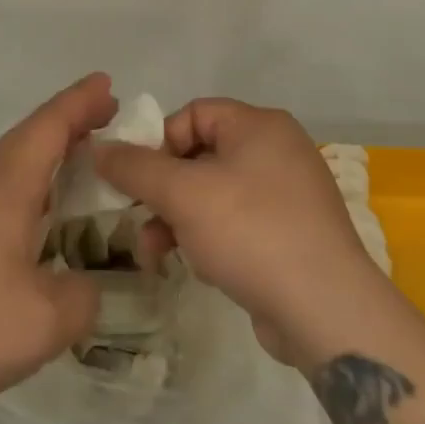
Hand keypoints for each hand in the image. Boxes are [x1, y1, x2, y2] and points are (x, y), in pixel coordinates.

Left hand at [0, 75, 112, 423]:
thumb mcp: (43, 321)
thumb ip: (82, 297)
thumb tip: (86, 286)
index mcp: (6, 187)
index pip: (49, 126)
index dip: (81, 101)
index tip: (109, 82)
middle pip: (29, 137)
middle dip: (69, 120)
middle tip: (107, 113)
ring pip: (12, 164)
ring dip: (48, 152)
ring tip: (82, 158)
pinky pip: (0, 192)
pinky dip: (31, 185)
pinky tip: (39, 216)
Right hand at [96, 99, 393, 366]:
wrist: (325, 310)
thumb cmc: (250, 232)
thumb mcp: (182, 193)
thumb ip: (135, 167)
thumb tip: (98, 148)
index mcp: (259, 126)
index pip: (192, 114)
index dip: (158, 142)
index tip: (137, 180)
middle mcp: (277, 151)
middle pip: (200, 155)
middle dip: (163, 190)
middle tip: (138, 218)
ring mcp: (288, 194)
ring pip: (214, 194)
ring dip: (178, 219)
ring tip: (154, 253)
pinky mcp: (291, 234)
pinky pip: (237, 223)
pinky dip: (209, 238)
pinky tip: (197, 267)